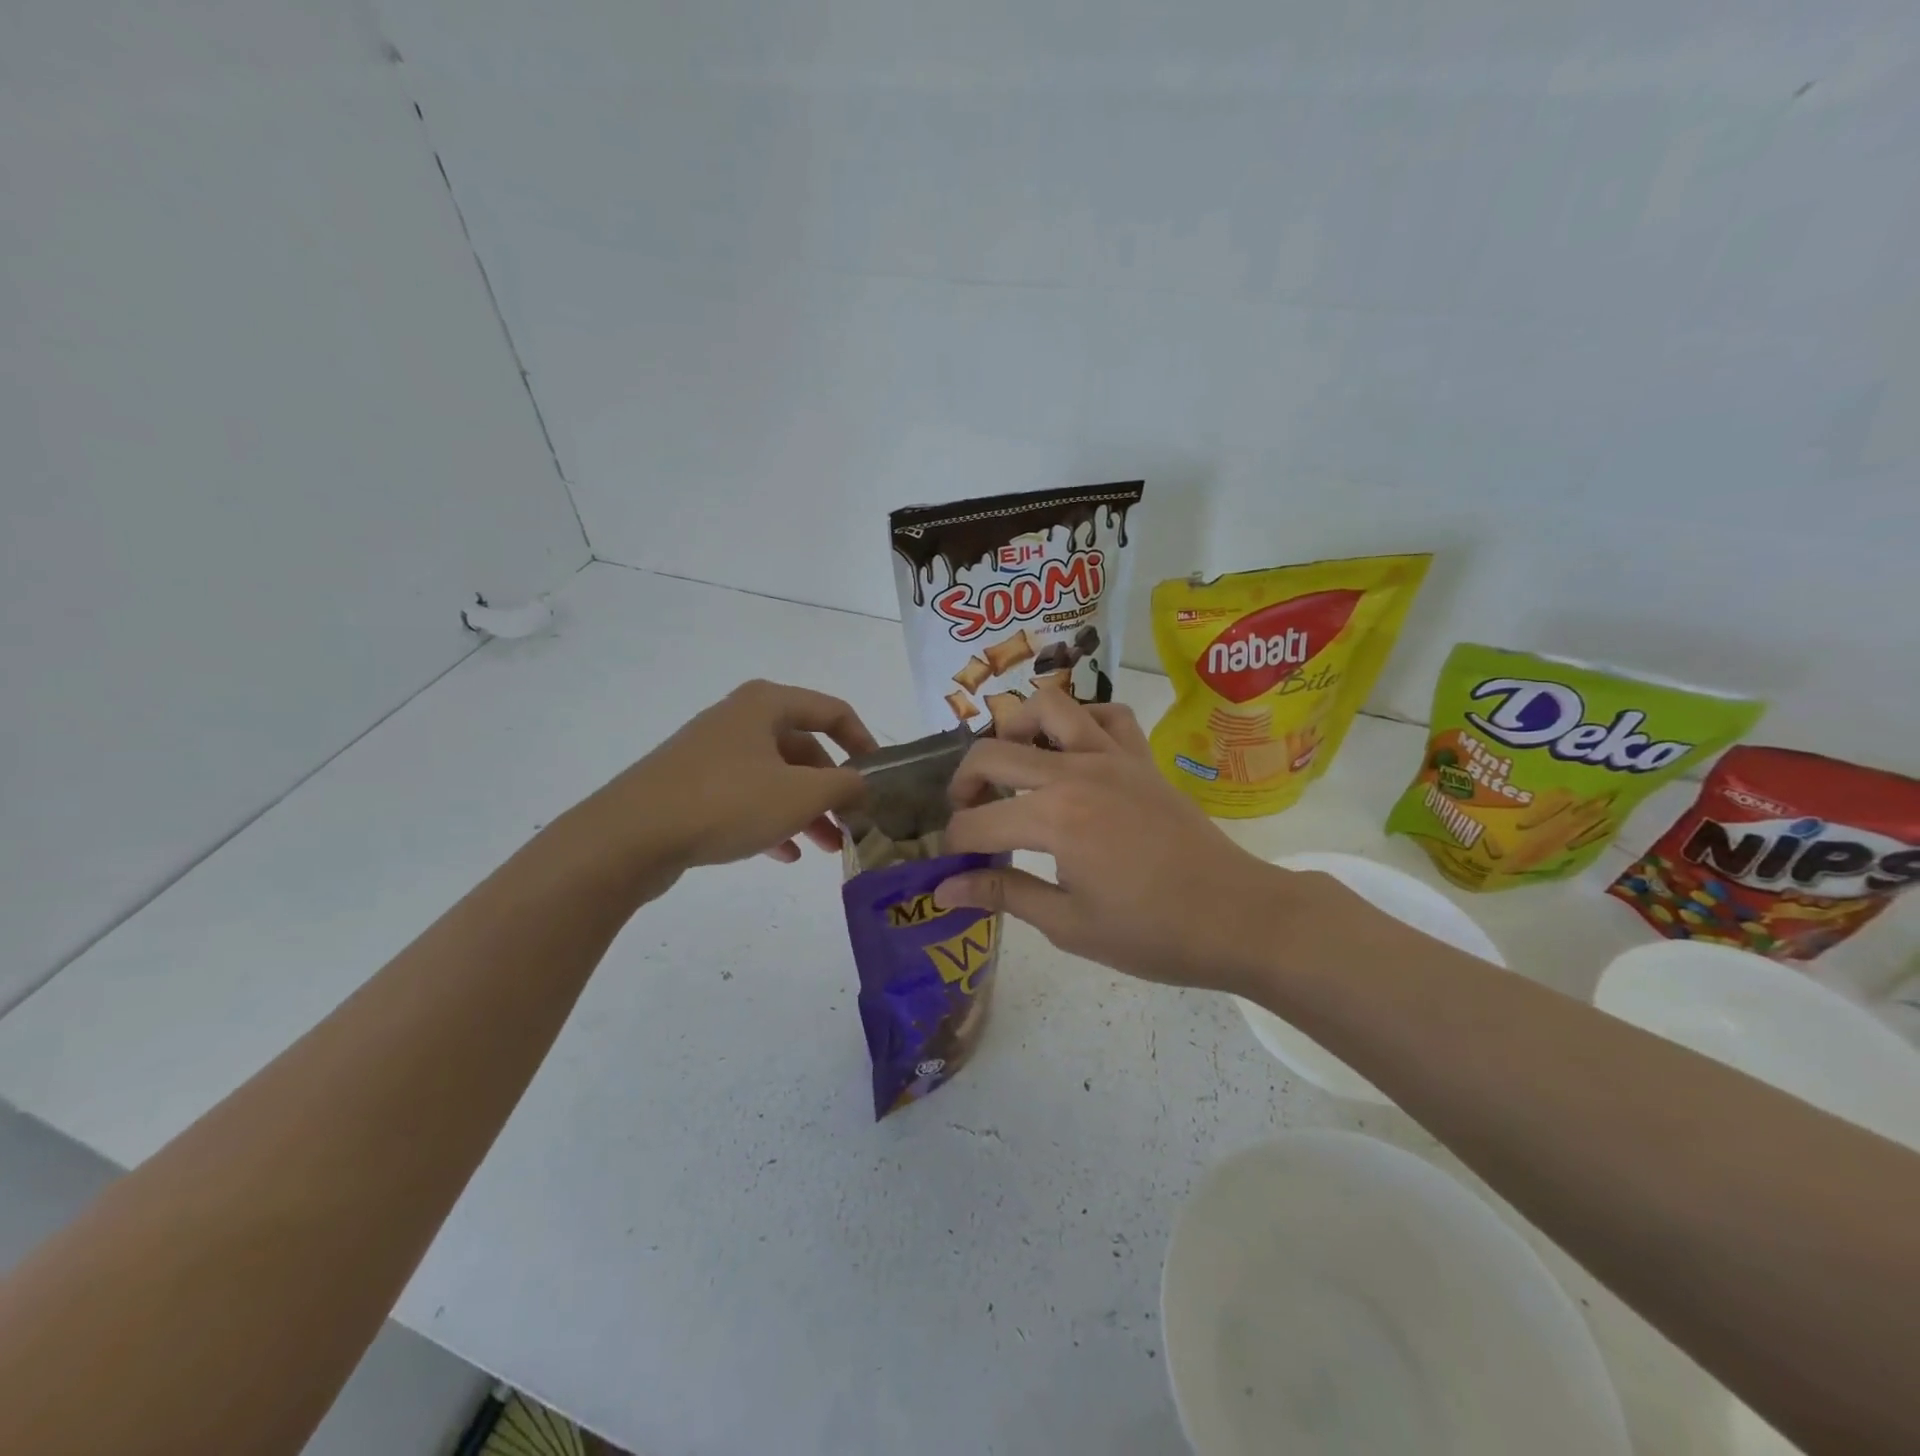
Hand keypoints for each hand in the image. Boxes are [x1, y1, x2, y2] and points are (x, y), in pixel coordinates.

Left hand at [588, 679, 877, 878]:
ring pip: (776, 777)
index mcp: (766, 705)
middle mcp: (740, 720)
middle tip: (852, 822)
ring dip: (805, 810)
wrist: (630, 836)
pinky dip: (771, 820)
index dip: (864, 742)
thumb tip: (864, 784)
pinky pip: (746, 797)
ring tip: (826, 847)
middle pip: (804, 748)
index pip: (833, 711)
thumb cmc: (726, 802)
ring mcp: (712, 752)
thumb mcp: (800, 795)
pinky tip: (783, 854)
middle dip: (832, 788)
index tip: (880, 778)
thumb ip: (844, 786)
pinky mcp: (692, 785)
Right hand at [933, 687, 1315, 992]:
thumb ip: (1004, 894)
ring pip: (1048, 707)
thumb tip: (944, 889)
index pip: (977, 823)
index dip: (953, 845)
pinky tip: (1072, 754)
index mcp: (1054, 819)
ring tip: (1012, 765)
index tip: (951, 866)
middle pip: (993, 753)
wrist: (1238, 917)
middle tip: (967, 816)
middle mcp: (1075, 773)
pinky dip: (1081, 722)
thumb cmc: (1153, 933)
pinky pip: (1106, 715)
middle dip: (963, 784)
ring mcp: (1112, 757)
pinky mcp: (1141, 758)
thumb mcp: (1069, 925)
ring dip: (1015, 728)